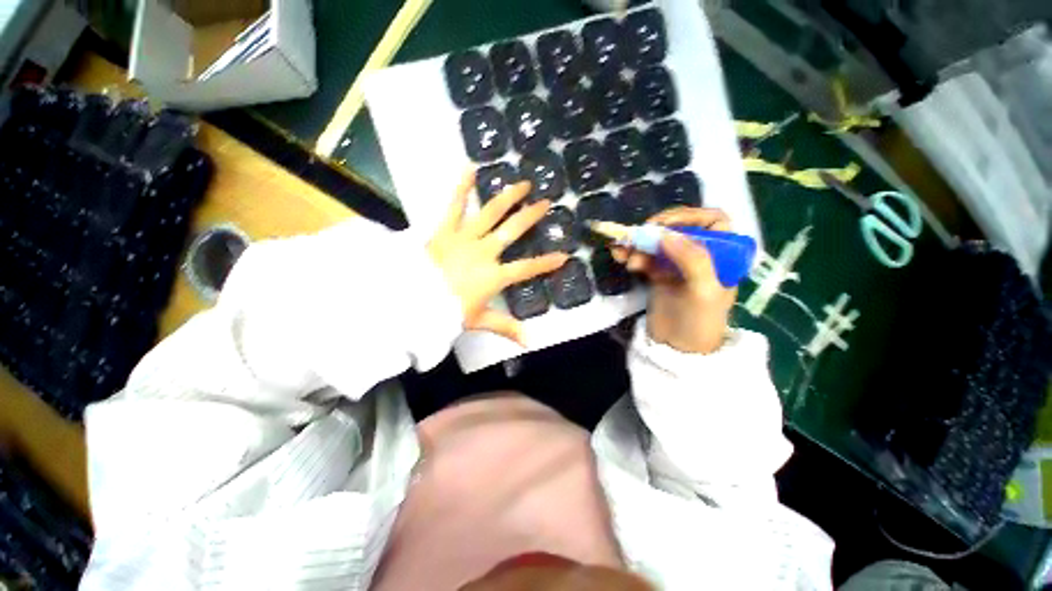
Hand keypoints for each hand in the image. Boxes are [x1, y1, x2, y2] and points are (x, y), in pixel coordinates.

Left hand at [428, 171, 568, 343]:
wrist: (411, 300)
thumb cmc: (447, 311)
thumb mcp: (479, 320)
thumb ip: (506, 327)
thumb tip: (530, 342)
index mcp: (493, 276)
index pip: (526, 269)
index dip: (546, 263)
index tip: (564, 255)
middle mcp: (484, 252)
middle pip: (512, 231)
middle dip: (531, 217)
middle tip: (546, 203)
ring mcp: (465, 238)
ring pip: (490, 213)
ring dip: (508, 197)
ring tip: (522, 183)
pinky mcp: (445, 230)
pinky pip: (454, 205)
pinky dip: (462, 187)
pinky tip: (470, 168)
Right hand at [612, 208, 735, 353]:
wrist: (678, 349)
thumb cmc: (699, 321)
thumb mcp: (703, 291)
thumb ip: (692, 259)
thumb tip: (665, 234)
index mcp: (722, 255)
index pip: (712, 221)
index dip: (688, 216)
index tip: (662, 225)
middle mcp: (700, 255)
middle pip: (678, 230)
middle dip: (655, 232)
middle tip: (636, 239)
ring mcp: (677, 264)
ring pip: (658, 243)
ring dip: (639, 244)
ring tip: (623, 254)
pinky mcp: (658, 274)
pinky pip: (645, 257)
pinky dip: (632, 254)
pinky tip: (620, 257)